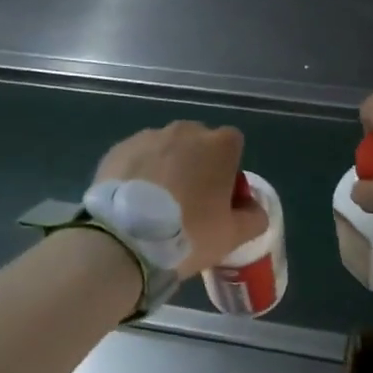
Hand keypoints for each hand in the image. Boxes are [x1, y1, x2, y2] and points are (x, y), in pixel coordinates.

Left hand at [94, 121, 268, 276]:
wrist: (124, 241)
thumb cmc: (189, 233)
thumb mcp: (233, 236)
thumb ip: (254, 217)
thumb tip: (252, 208)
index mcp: (219, 145)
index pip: (233, 145)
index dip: (229, 170)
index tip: (220, 198)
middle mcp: (185, 131)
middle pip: (198, 143)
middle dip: (197, 165)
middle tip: (188, 203)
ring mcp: (148, 137)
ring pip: (166, 149)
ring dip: (167, 168)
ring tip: (156, 205)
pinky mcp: (118, 150)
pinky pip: (138, 158)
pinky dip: (139, 173)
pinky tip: (133, 203)